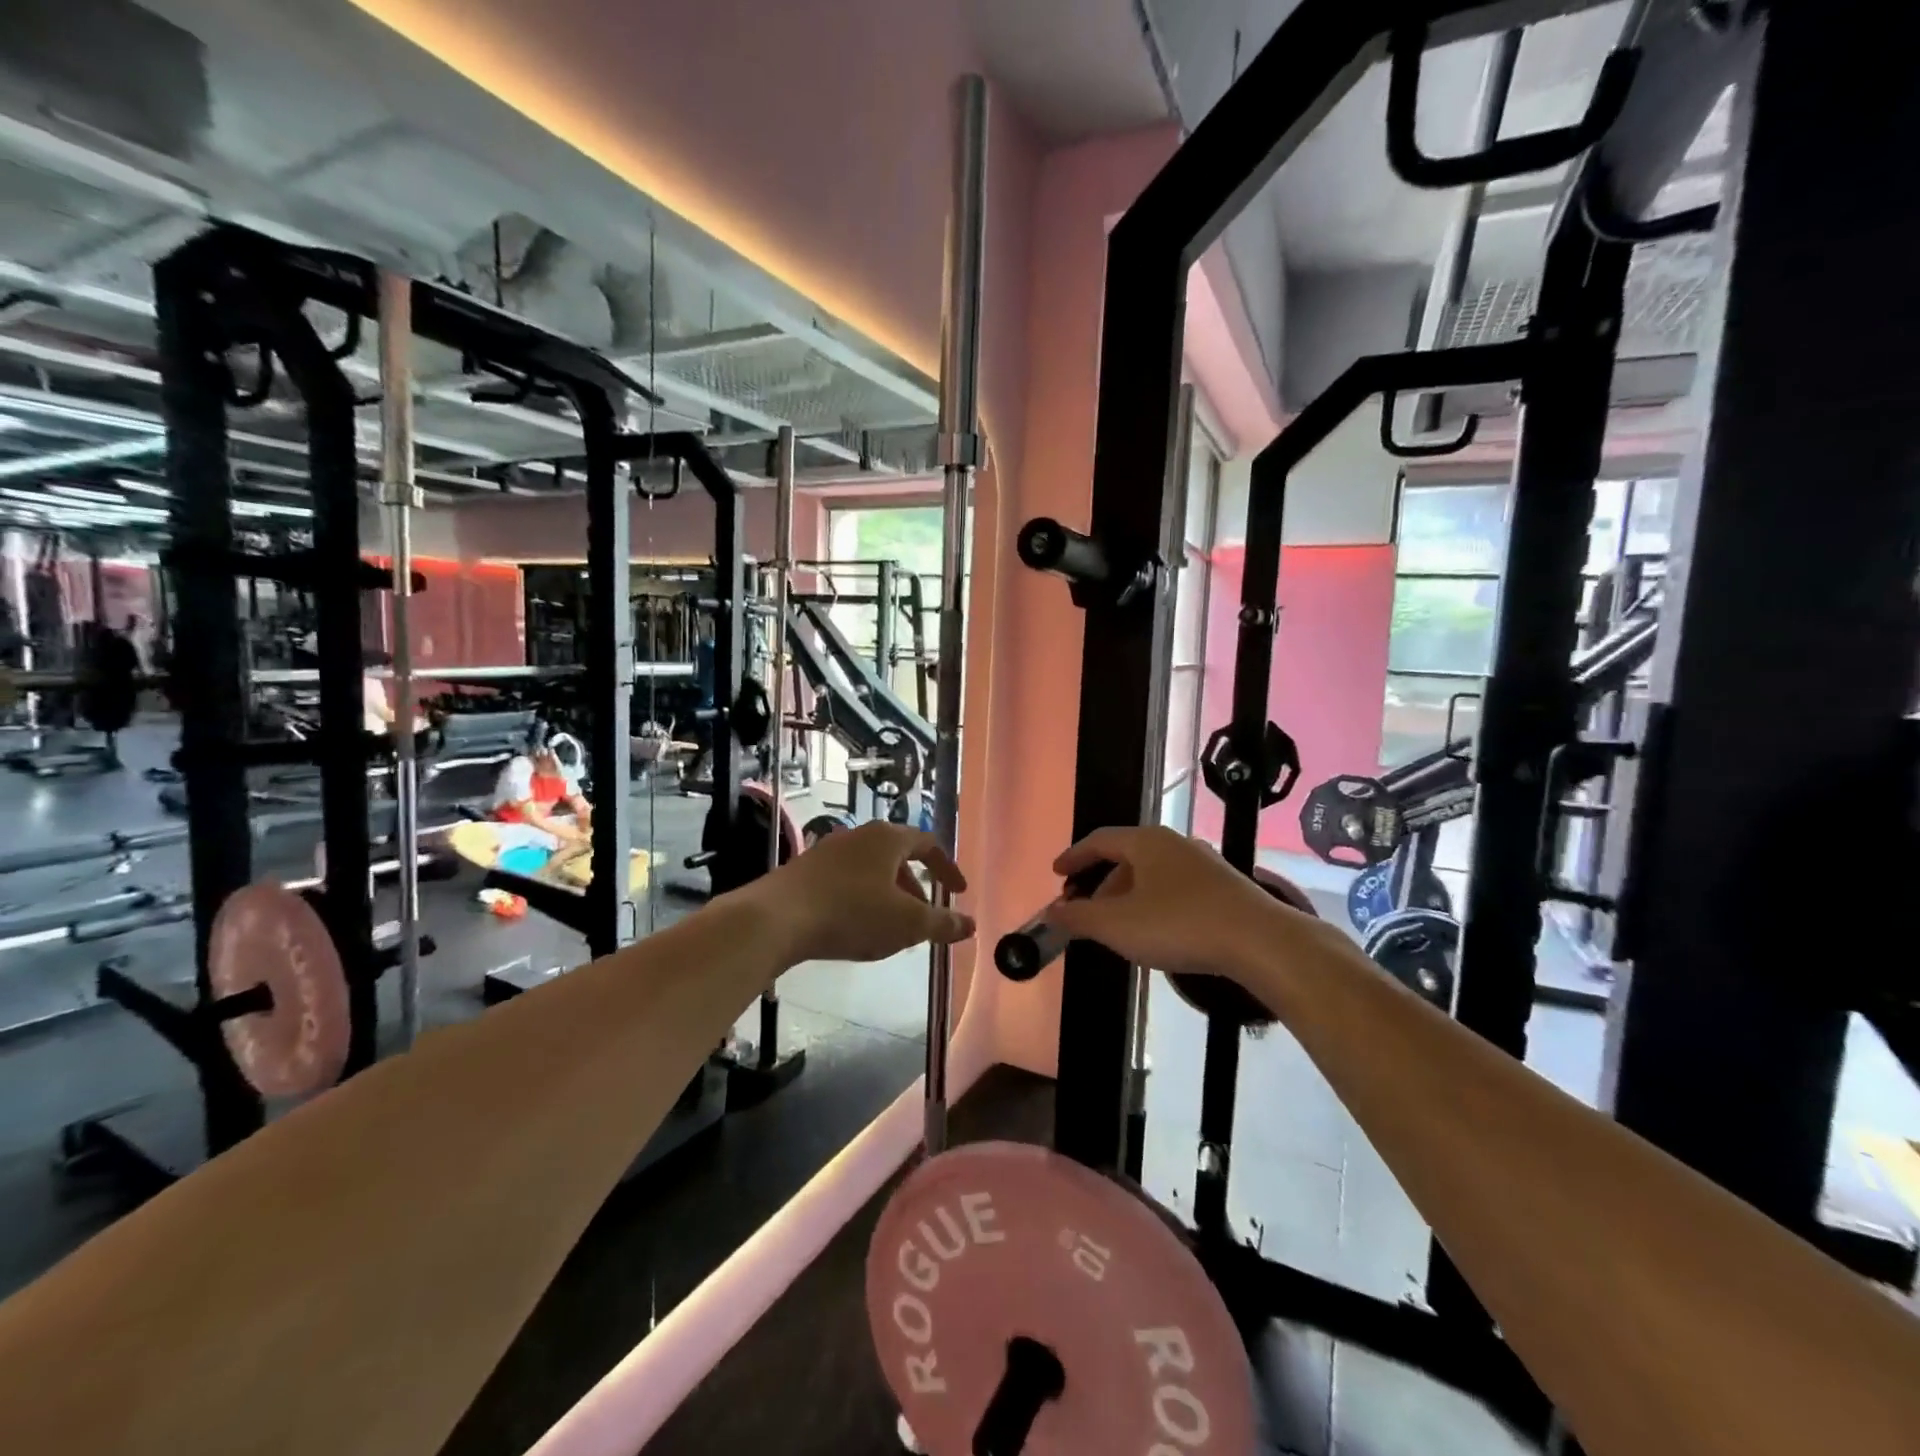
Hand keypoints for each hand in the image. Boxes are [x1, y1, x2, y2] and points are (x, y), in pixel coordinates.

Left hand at [741, 821, 972, 964]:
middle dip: (916, 888)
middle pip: (898, 857)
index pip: (928, 844)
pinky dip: (863, 900)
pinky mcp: (805, 871)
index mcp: (888, 838)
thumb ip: (941, 924)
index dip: (947, 868)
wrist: (776, 919)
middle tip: (925, 917)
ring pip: (871, 870)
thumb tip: (970, 925)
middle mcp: (859, 836)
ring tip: (892, 929)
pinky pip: (846, 881)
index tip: (958, 892)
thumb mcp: (906, 923)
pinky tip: (856, 928)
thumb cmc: (851, 913)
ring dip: (889, 896)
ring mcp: (828, 851)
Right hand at [1046, 826, 1335, 985]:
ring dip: (1127, 896)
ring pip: (1152, 874)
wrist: (1260, 942)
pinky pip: (1175, 888)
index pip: (1099, 840)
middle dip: (1100, 884)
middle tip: (1085, 910)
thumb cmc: (1179, 925)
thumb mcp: (1116, 925)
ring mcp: (1203, 863)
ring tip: (1118, 927)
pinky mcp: (1224, 887)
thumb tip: (1052, 912)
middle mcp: (1174, 843)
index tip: (1057, 873)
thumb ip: (1078, 917)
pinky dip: (1154, 903)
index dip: (1074, 857)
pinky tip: (1156, 932)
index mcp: (1146, 841)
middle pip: (1126, 857)